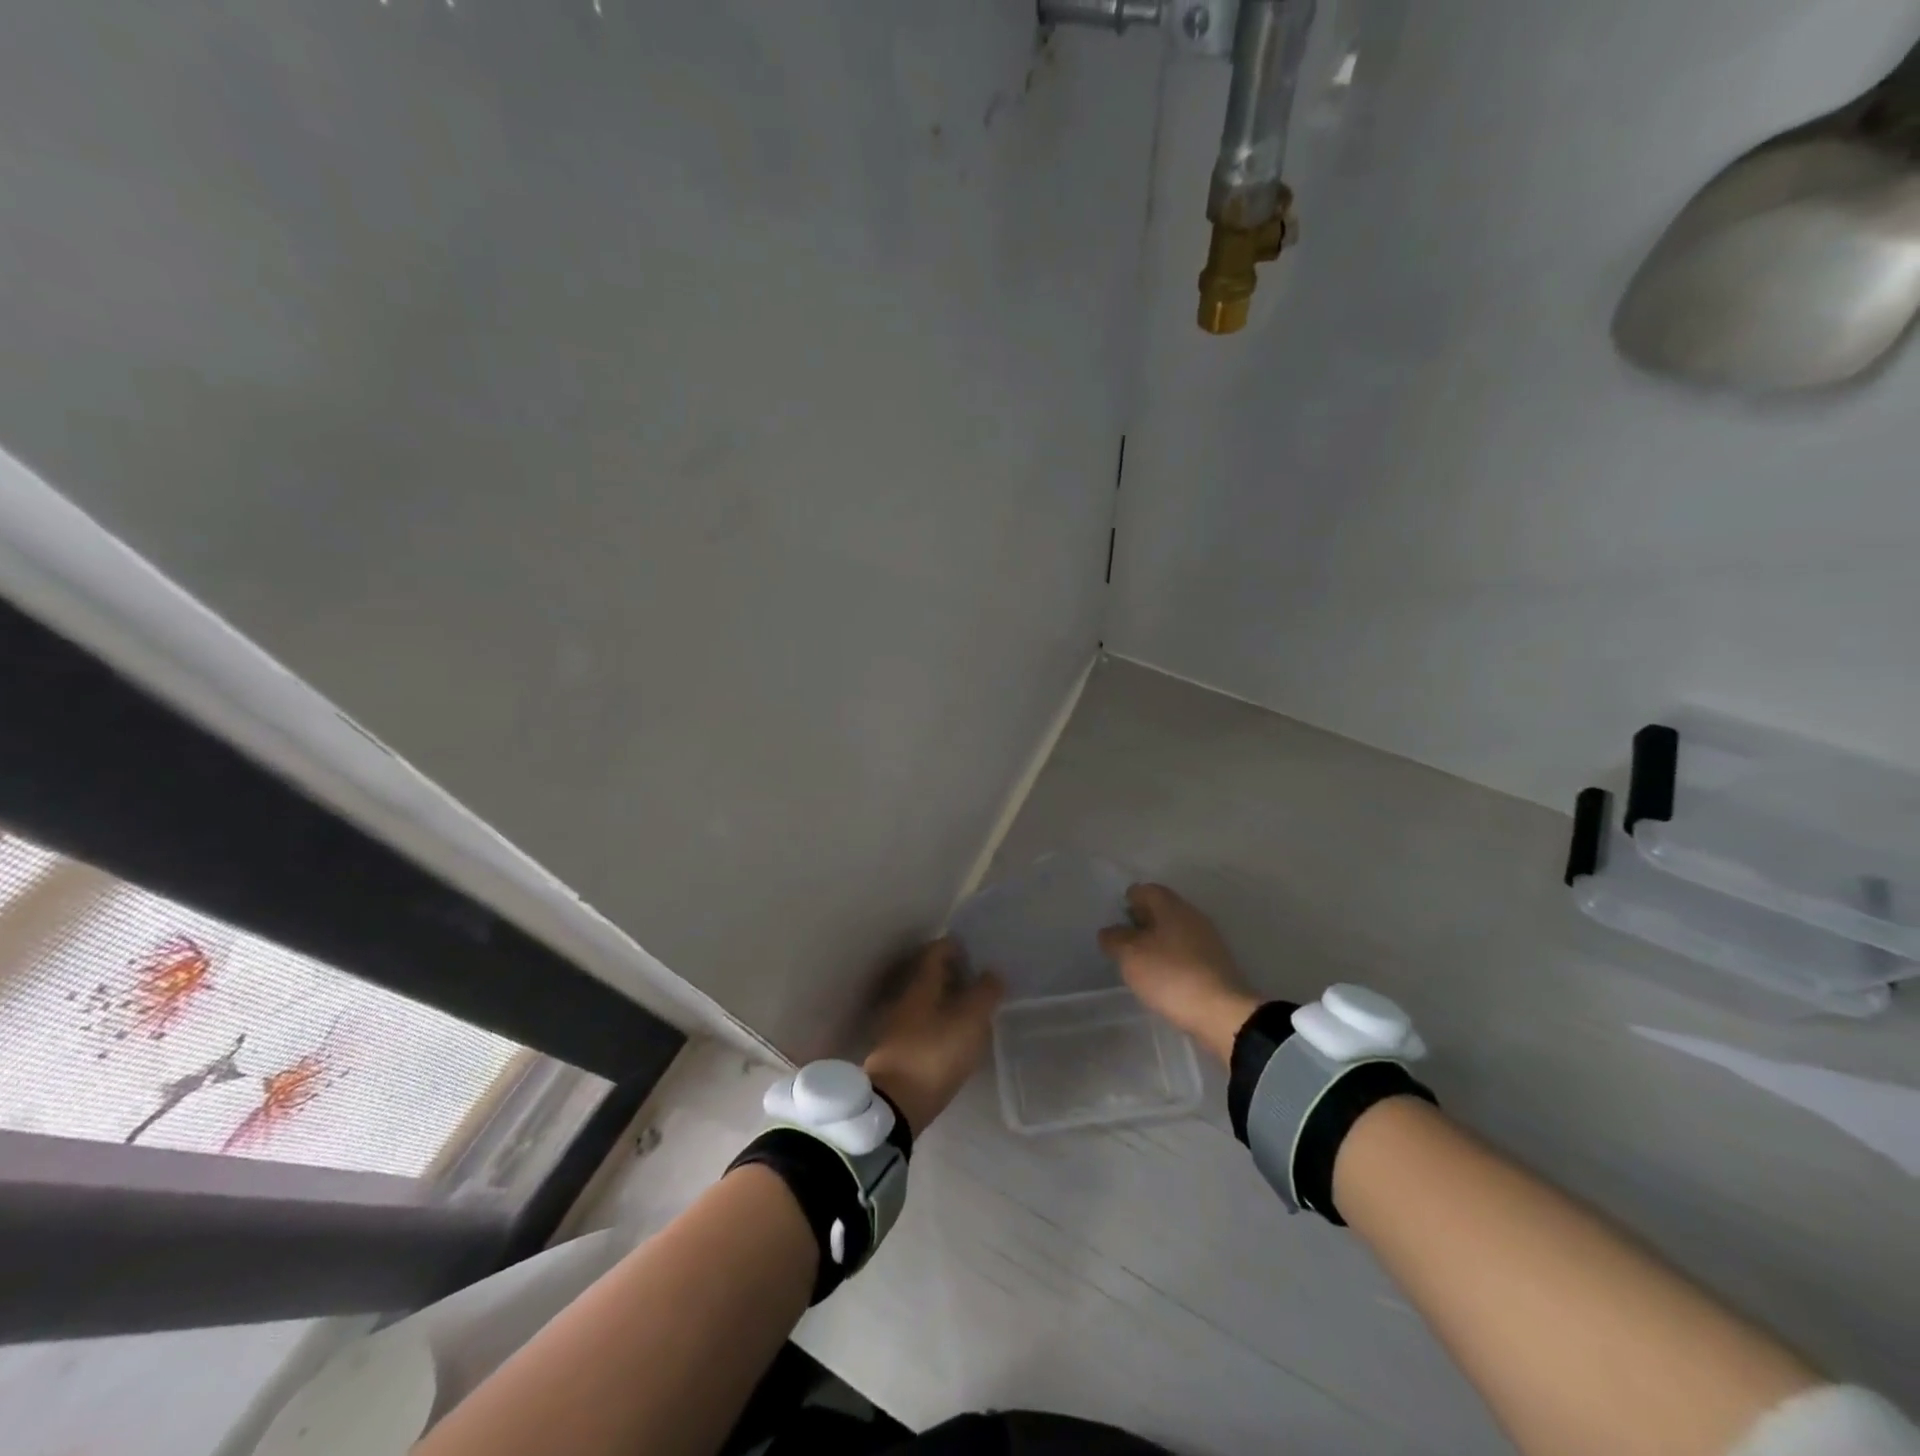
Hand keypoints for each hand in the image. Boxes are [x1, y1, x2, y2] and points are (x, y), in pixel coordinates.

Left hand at [864, 938, 1003, 1137]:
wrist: (895, 1105)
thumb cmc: (934, 1054)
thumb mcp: (969, 1021)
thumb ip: (984, 994)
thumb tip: (992, 972)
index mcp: (921, 985)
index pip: (935, 952)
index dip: (953, 947)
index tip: (972, 950)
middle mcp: (905, 1000)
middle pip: (928, 976)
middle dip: (951, 973)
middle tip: (977, 979)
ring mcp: (898, 1027)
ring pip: (925, 1001)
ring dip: (946, 999)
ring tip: (971, 1008)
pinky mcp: (899, 1052)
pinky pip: (922, 1025)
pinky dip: (939, 1022)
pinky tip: (954, 1036)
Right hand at [1098, 884, 1258, 1063]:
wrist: (1221, 1013)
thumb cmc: (1170, 975)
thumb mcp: (1130, 956)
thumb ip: (1114, 939)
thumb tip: (1109, 932)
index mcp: (1172, 907)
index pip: (1146, 890)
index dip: (1129, 899)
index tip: (1116, 916)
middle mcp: (1192, 916)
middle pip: (1162, 909)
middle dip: (1142, 920)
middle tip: (1123, 939)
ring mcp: (1208, 940)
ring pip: (1175, 931)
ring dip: (1156, 940)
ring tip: (1139, 961)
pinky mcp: (1216, 964)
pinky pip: (1186, 951)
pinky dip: (1171, 958)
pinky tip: (1161, 976)